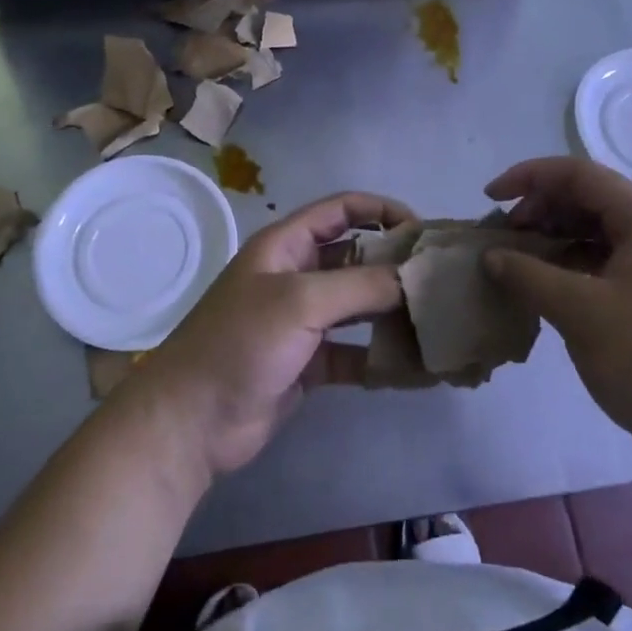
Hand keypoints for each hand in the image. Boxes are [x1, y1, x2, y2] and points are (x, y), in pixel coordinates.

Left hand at [126, 192, 413, 475]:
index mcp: (286, 245)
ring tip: (437, 323)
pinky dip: (379, 359)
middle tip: (440, 281)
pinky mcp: (307, 363)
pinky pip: (353, 353)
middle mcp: (296, 276)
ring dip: (392, 313)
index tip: (423, 230)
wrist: (192, 420)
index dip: (382, 210)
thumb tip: (415, 277)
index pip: (342, 210)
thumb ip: (361, 285)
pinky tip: (413, 370)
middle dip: (394, 265)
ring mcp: (301, 322)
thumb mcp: (301, 302)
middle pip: (355, 258)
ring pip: (357, 308)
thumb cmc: (242, 342)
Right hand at [482, 157, 631, 478]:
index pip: (579, 175)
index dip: (529, 178)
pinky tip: (545, 288)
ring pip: (595, 230)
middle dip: (539, 210)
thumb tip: (491, 255)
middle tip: (502, 240)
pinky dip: (571, 264)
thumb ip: (529, 275)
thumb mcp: (580, 313)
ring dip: (553, 238)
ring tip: (518, 264)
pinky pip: (606, 260)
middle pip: (588, 199)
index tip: (490, 199)